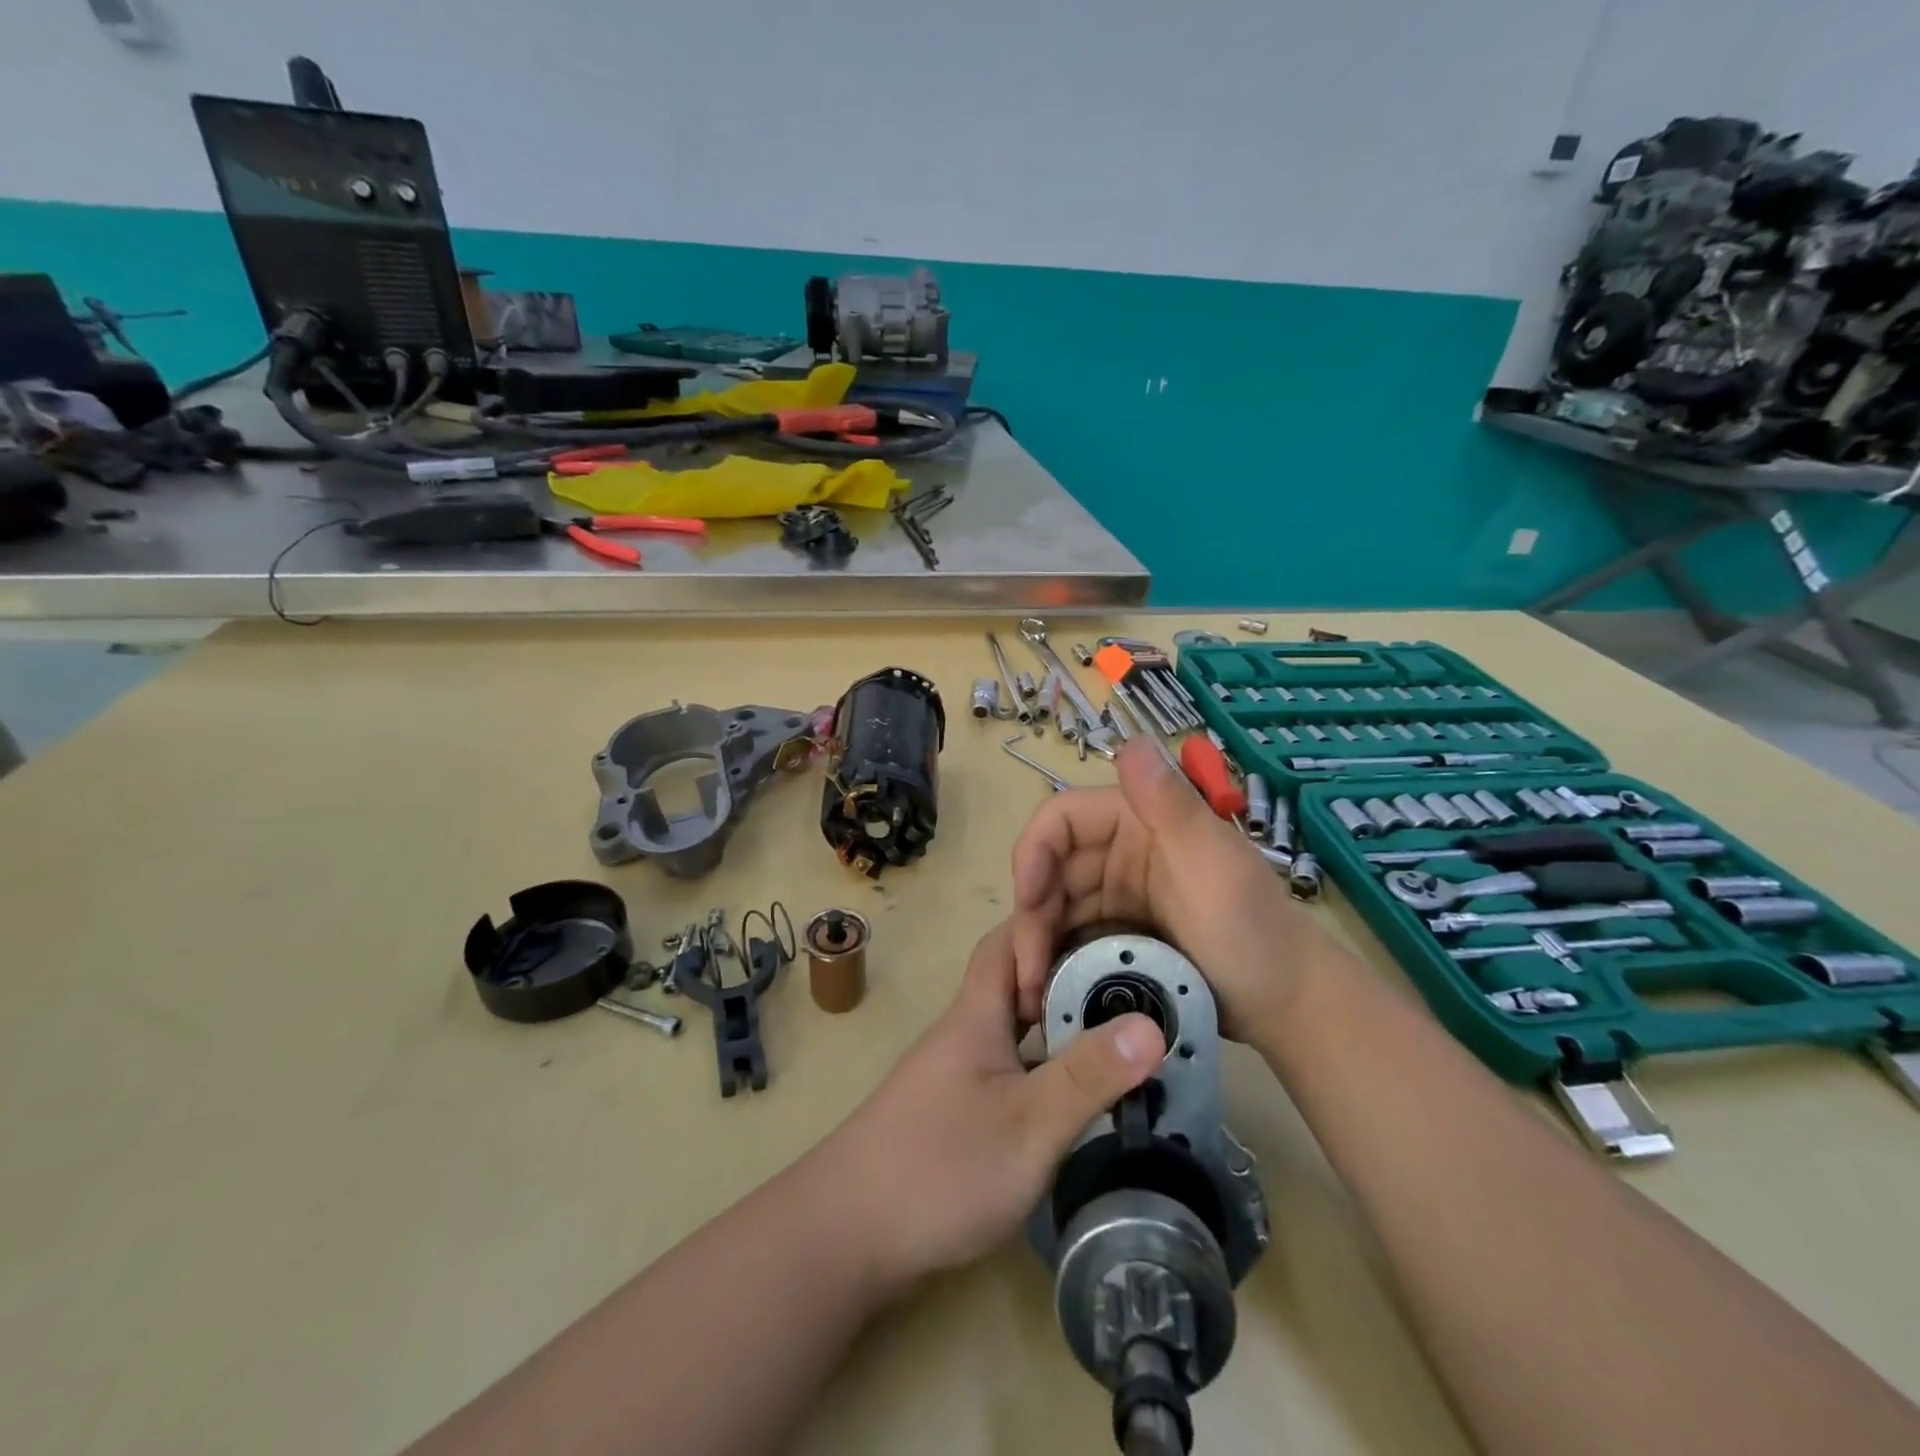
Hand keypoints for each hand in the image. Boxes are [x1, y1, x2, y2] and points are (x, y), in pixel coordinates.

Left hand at [815, 922, 1162, 1297]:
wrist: (848, 1234)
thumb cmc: (941, 1167)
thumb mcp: (1028, 1124)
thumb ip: (1087, 1076)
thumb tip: (1152, 1024)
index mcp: (978, 1013)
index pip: (1010, 938)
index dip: (1052, 923)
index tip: (1107, 926)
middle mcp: (967, 1029)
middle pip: (1017, 977)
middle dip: (1069, 968)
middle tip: (1134, 977)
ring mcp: (961, 1069)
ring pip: (1016, 1023)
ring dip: (1059, 1017)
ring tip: (1121, 1026)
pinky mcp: (960, 1106)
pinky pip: (1013, 1062)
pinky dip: (1047, 1061)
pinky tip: (1079, 1087)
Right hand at [1011, 740, 1338, 1037]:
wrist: (1289, 1007)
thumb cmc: (1251, 929)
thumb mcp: (1212, 864)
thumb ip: (1170, 804)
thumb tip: (1131, 739)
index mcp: (1138, 820)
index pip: (1063, 818)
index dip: (1034, 851)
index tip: (1027, 901)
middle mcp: (1121, 851)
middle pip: (1051, 869)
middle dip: (1032, 913)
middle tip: (1027, 970)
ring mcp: (1120, 895)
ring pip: (1056, 907)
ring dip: (1037, 942)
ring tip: (1031, 990)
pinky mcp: (1120, 933)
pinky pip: (1073, 937)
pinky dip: (1056, 958)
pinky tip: (1047, 989)